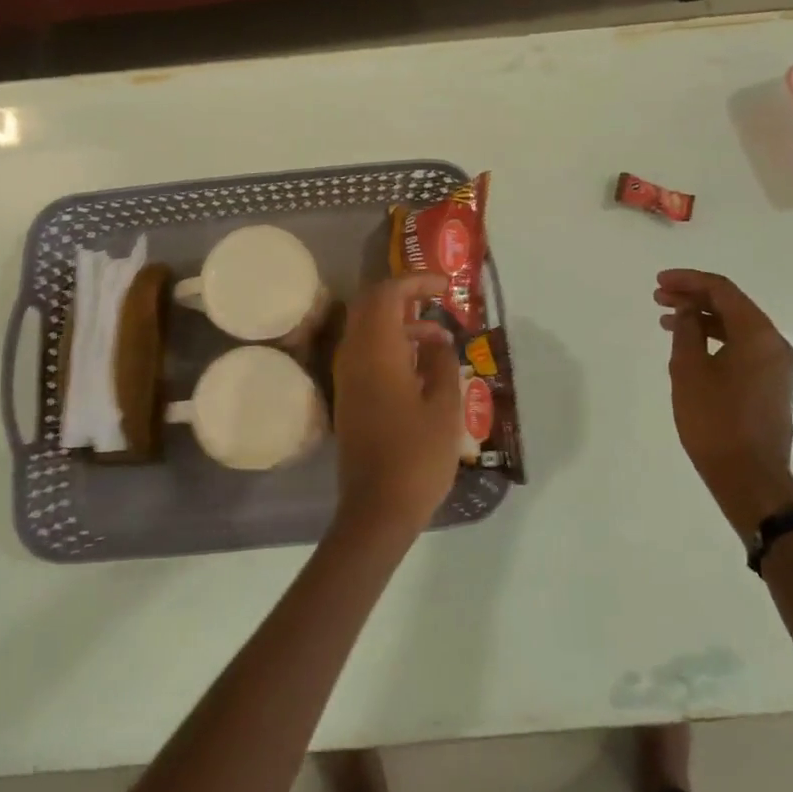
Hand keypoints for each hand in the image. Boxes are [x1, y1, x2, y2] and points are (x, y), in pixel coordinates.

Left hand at [332, 273, 462, 540]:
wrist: (377, 509)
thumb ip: (441, 362)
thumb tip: (436, 339)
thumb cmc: (417, 456)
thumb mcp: (445, 406)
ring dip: (400, 324)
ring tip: (440, 340)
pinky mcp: (349, 396)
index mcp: (376, 352)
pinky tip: (421, 367)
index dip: (415, 281)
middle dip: (404, 296)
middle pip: (371, 306)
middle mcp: (353, 356)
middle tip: (438, 302)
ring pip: (368, 330)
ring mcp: (347, 377)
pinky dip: (391, 346)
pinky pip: (366, 353)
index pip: (387, 294)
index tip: (445, 287)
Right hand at [655, 270, 792, 537]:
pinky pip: (743, 349)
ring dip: (703, 319)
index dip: (689, 281)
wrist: (749, 477)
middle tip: (658, 298)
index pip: (723, 291)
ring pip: (737, 328)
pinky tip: (689, 348)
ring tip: (667, 320)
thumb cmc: (714, 421)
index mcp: (759, 336)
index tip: (659, 282)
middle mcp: (775, 345)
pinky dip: (715, 340)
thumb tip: (688, 308)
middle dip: (694, 298)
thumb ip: (687, 331)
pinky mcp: (772, 386)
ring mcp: (777, 367)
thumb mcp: (689, 371)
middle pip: (733, 306)